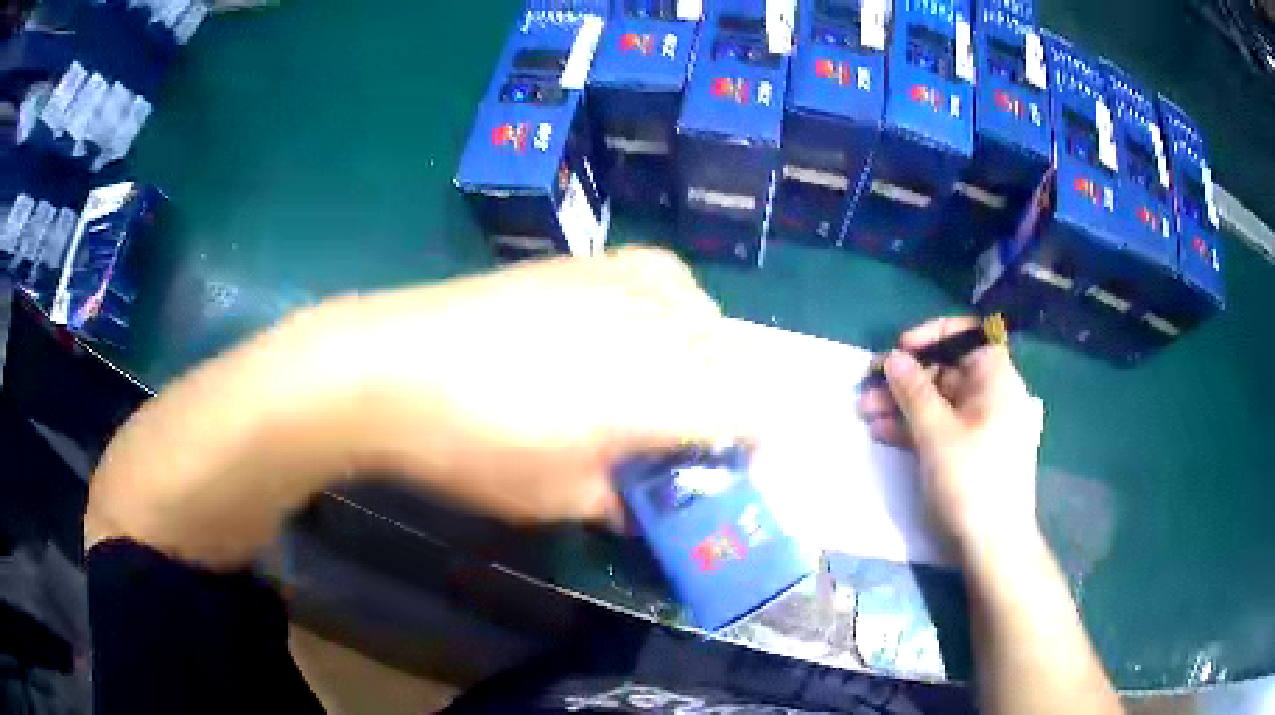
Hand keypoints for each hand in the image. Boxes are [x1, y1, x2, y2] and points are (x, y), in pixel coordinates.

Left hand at [325, 246, 759, 524]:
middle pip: (730, 357)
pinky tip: (638, 321)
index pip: (748, 409)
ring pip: (703, 309)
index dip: (757, 439)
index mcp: (658, 395)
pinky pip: (661, 272)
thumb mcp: (553, 498)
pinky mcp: (582, 263)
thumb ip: (618, 500)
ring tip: (670, 378)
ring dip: (706, 349)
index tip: (739, 464)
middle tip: (692, 434)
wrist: (395, 366)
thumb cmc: (473, 446)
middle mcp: (655, 328)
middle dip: (729, 398)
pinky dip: (673, 299)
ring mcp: (619, 284)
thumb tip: (643, 503)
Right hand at [856, 317, 1044, 552]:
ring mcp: (980, 425)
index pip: (966, 336)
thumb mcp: (937, 432)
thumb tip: (893, 357)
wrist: (993, 544)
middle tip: (868, 387)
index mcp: (995, 379)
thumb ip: (913, 390)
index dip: (931, 336)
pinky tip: (882, 433)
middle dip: (905, 378)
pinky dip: (913, 427)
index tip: (900, 350)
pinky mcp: (968, 451)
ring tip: (865, 413)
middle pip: (946, 370)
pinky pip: (939, 426)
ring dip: (901, 404)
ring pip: (937, 401)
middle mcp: (990, 395)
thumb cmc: (971, 479)